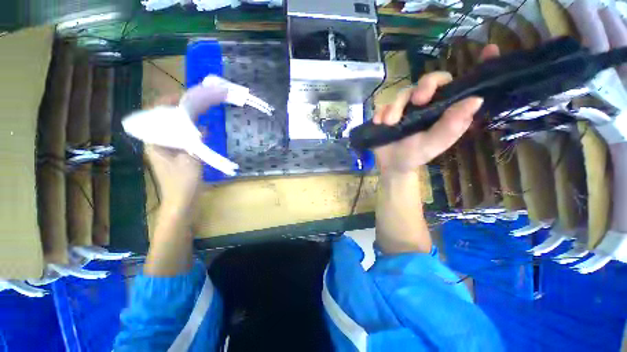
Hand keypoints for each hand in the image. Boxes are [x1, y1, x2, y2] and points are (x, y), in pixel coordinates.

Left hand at [145, 85, 226, 215]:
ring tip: (196, 113)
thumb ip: (195, 143)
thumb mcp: (191, 160)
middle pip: (162, 121)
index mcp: (154, 143)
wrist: (182, 202)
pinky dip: (188, 133)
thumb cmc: (183, 182)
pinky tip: (199, 131)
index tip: (180, 96)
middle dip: (175, 110)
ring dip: (182, 121)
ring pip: (172, 129)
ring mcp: (166, 151)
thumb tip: (202, 128)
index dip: (165, 104)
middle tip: (191, 103)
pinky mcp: (175, 156)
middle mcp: (157, 144)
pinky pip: (180, 138)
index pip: (154, 116)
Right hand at [373, 44, 499, 175]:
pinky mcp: (390, 111)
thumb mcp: (433, 144)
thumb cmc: (414, 156)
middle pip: (430, 81)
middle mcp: (429, 105)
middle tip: (417, 101)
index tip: (491, 49)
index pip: (462, 86)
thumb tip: (476, 99)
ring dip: (395, 107)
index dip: (478, 67)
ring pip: (404, 92)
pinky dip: (382, 112)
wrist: (390, 165)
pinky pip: (385, 104)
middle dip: (424, 87)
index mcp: (445, 110)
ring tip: (389, 123)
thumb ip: (451, 126)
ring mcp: (407, 107)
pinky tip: (380, 123)